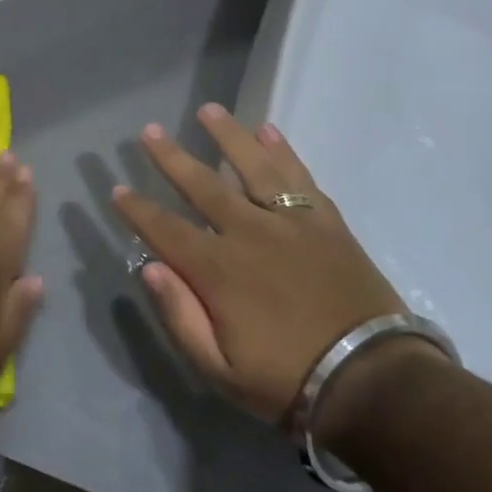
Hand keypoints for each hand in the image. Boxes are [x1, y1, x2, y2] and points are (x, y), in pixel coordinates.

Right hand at [110, 103, 406, 430]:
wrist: (374, 380)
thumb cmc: (287, 380)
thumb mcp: (218, 368)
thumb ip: (179, 316)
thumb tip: (149, 267)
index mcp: (218, 270)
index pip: (165, 230)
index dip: (137, 209)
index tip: (117, 189)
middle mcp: (250, 233)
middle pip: (203, 186)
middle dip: (171, 158)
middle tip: (149, 132)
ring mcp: (292, 223)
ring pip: (254, 167)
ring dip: (228, 136)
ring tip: (209, 110)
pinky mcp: (327, 223)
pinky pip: (300, 177)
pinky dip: (284, 151)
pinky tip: (269, 130)